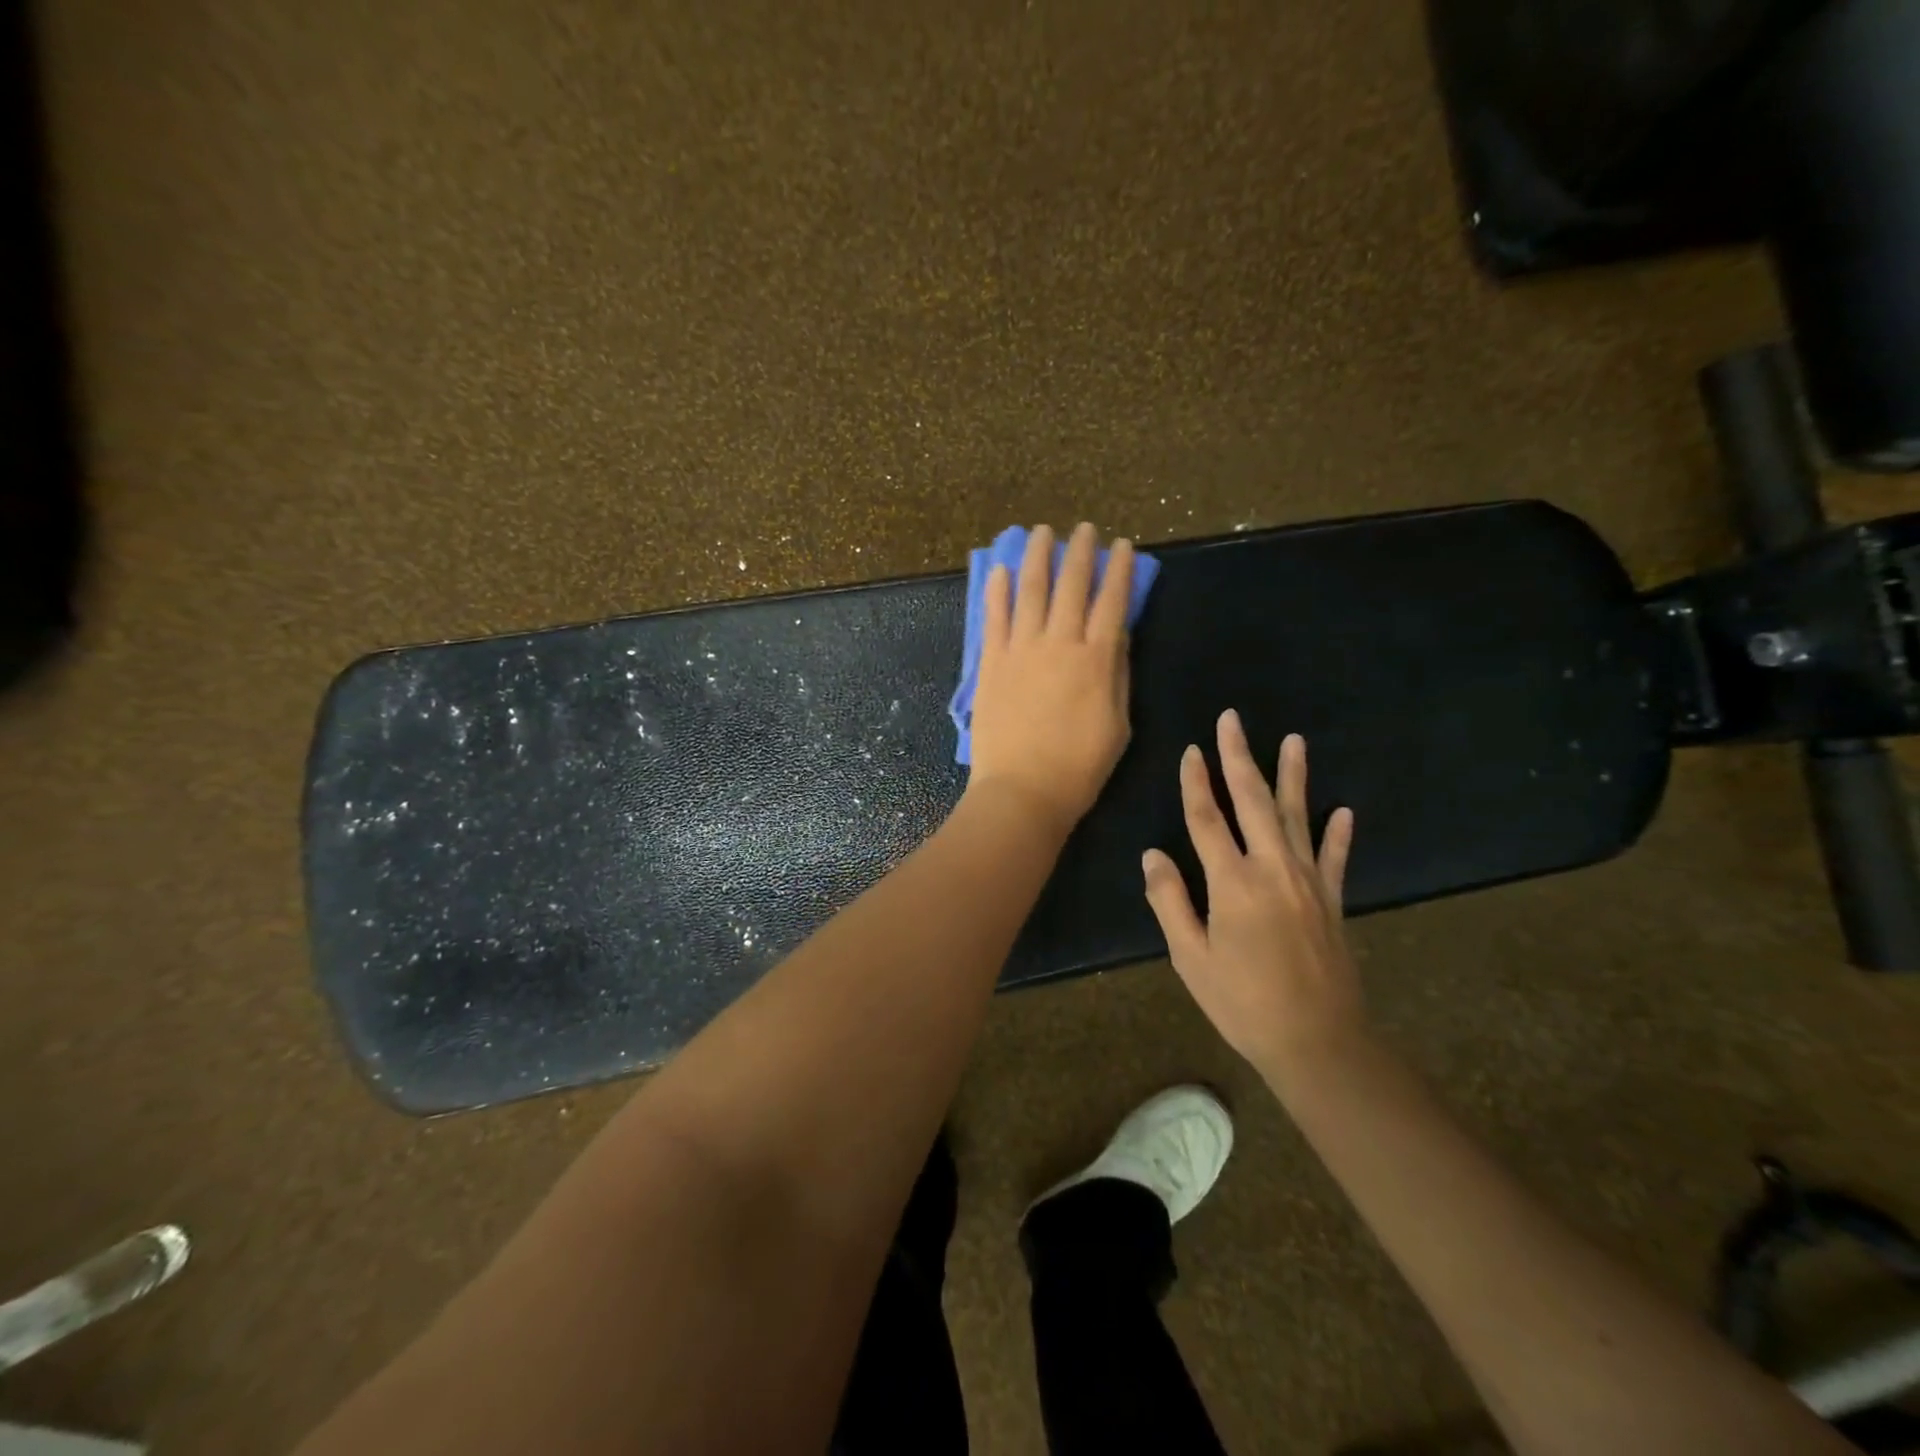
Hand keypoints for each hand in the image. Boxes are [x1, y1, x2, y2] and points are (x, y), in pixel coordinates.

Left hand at [965, 523, 1134, 835]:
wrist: (1024, 791)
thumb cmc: (1079, 767)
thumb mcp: (1118, 724)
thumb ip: (1117, 675)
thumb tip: (1116, 635)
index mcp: (1097, 659)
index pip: (1112, 601)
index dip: (1119, 570)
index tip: (1122, 545)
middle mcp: (1060, 643)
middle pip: (1072, 585)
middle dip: (1081, 552)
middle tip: (1085, 529)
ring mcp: (1021, 650)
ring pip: (1031, 590)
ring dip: (1038, 557)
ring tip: (1041, 532)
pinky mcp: (992, 663)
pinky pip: (994, 617)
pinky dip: (997, 590)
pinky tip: (999, 569)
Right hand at [1142, 710, 1363, 1073]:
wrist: (1318, 1042)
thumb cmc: (1243, 1003)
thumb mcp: (1191, 958)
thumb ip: (1170, 901)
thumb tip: (1152, 855)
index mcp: (1232, 883)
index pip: (1208, 819)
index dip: (1196, 783)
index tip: (1191, 750)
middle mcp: (1273, 869)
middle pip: (1253, 801)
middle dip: (1239, 758)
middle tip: (1232, 720)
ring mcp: (1308, 882)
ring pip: (1297, 817)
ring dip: (1293, 776)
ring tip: (1294, 740)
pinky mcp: (1332, 901)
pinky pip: (1334, 857)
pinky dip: (1338, 833)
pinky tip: (1343, 810)